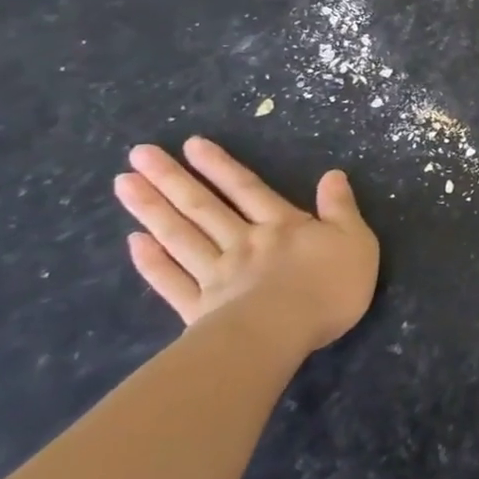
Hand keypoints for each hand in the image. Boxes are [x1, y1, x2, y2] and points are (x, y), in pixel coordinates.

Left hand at [114, 137, 379, 356]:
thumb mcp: (354, 241)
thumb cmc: (329, 286)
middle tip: (139, 154)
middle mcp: (243, 242)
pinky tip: (134, 243)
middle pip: (204, 207)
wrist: (285, 334)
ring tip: (123, 184)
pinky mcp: (199, 309)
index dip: (221, 166)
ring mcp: (216, 275)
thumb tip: (333, 174)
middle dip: (173, 178)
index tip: (191, 144)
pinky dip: (151, 262)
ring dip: (152, 209)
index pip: (248, 189)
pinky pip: (171, 281)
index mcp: (282, 226)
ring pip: (180, 237)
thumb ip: (341, 208)